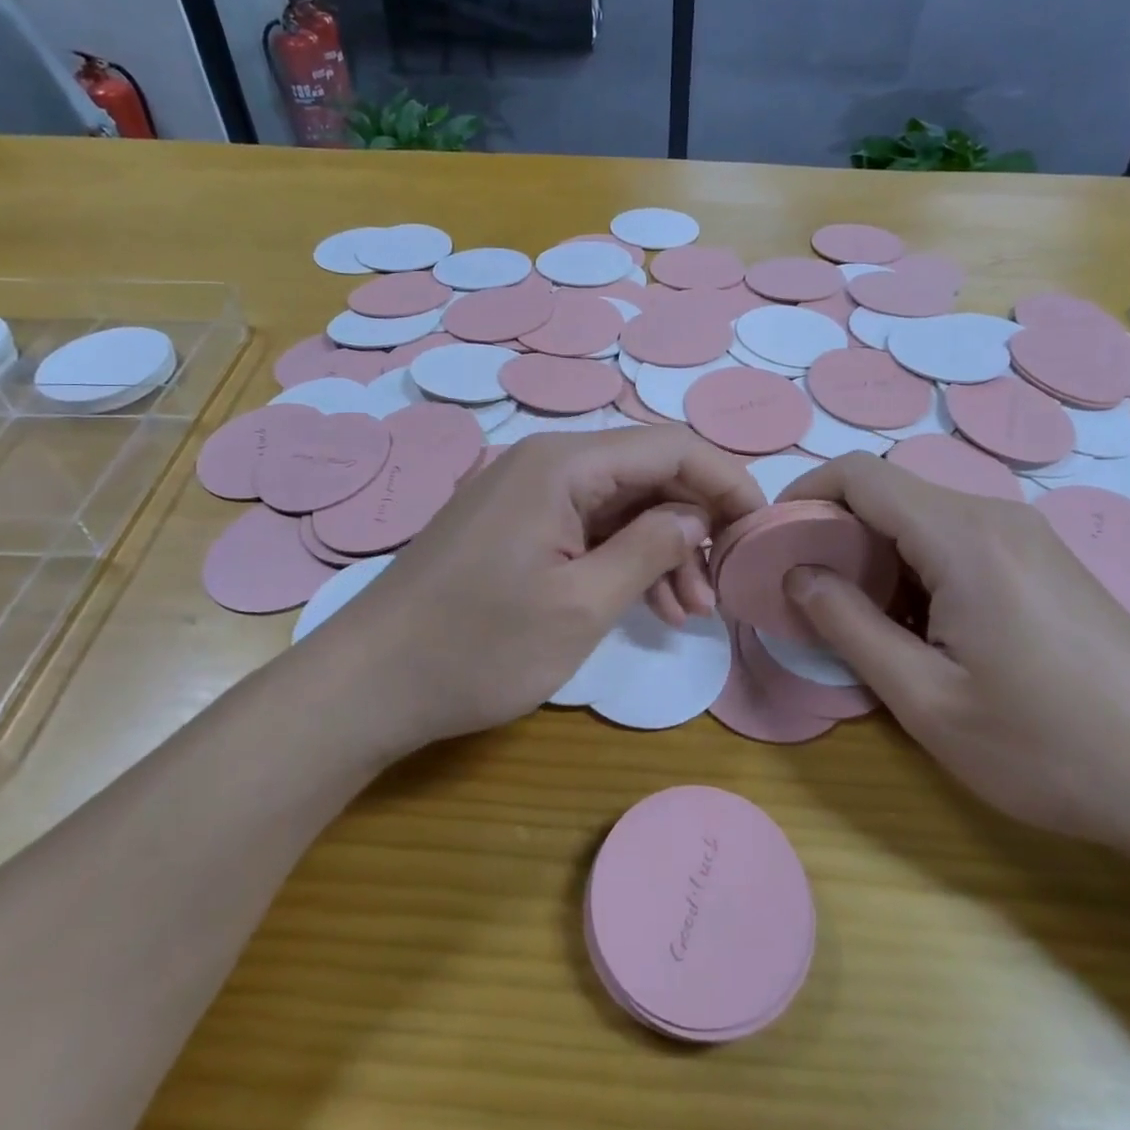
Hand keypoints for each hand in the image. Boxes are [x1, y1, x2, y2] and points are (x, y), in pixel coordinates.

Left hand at [307, 427, 762, 755]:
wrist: (368, 682)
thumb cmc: (477, 646)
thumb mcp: (582, 605)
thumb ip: (650, 549)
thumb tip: (699, 515)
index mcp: (564, 465)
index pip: (670, 447)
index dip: (726, 481)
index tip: (761, 530)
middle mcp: (546, 462)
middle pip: (647, 472)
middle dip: (695, 524)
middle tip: (721, 587)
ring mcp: (526, 493)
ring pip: (620, 503)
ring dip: (663, 547)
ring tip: (690, 611)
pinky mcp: (514, 524)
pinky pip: (587, 526)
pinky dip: (623, 558)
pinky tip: (649, 604)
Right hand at [779, 454, 1129, 855]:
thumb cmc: (1049, 748)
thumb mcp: (927, 700)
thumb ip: (849, 626)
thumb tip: (798, 575)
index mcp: (963, 537)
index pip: (860, 474)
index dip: (804, 493)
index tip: (774, 539)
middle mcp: (997, 517)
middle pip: (891, 491)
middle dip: (836, 529)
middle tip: (810, 591)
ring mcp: (1030, 536)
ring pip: (924, 516)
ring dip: (878, 552)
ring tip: (865, 618)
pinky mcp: (1047, 562)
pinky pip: (961, 538)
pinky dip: (919, 565)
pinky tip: (928, 628)